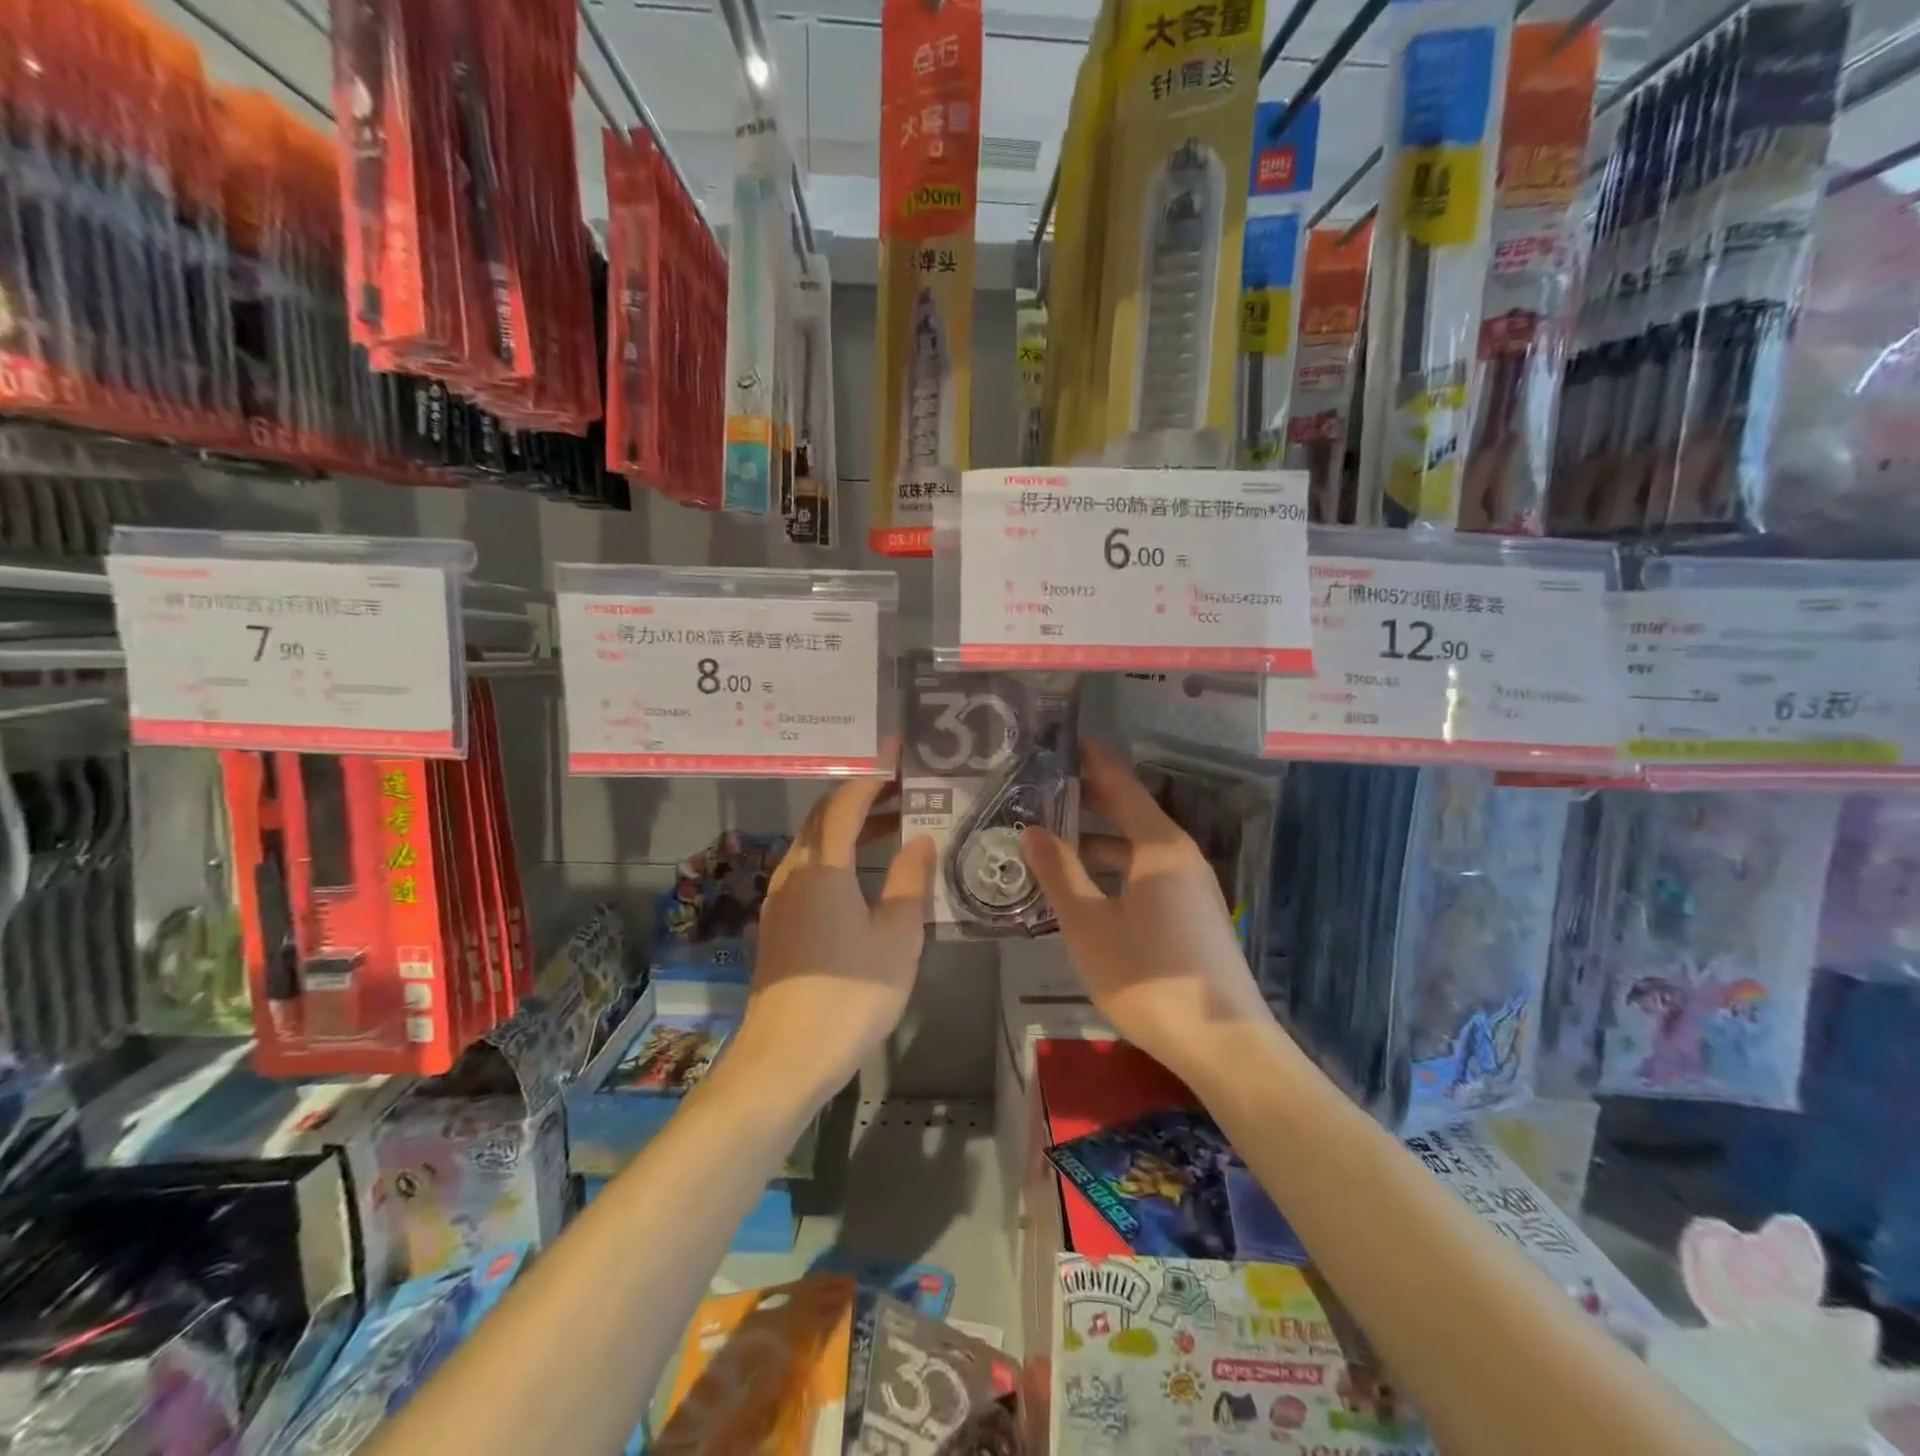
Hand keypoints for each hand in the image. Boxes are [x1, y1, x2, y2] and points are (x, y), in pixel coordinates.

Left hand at [726, 776, 936, 1108]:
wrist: (785, 1059)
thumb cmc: (850, 994)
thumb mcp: (896, 937)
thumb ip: (909, 881)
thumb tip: (920, 839)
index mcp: (822, 868)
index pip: (845, 803)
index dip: (871, 774)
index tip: (896, 753)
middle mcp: (794, 873)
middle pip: (823, 817)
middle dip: (861, 795)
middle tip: (903, 786)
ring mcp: (781, 900)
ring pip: (814, 844)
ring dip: (849, 826)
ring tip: (893, 822)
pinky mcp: (779, 924)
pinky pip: (809, 869)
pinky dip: (838, 854)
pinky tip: (863, 871)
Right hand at [1019, 740, 1277, 1093]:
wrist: (1223, 1045)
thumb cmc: (1149, 978)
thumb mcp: (1090, 926)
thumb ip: (1060, 874)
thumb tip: (1032, 829)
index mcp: (1159, 847)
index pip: (1123, 787)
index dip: (1095, 762)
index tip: (1068, 741)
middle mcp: (1180, 857)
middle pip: (1131, 814)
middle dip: (1089, 801)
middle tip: (1043, 791)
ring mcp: (1191, 888)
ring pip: (1137, 849)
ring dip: (1098, 842)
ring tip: (1054, 842)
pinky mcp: (1193, 916)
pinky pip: (1147, 875)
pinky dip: (1115, 870)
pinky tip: (1087, 889)